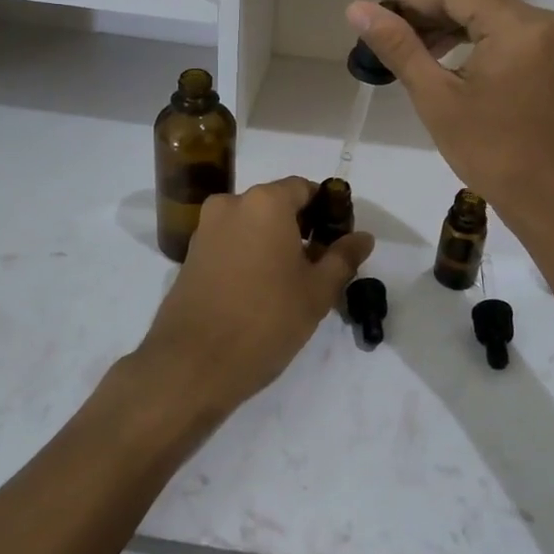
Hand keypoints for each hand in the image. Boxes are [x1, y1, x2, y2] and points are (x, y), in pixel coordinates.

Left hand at [135, 176, 373, 419]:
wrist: (192, 364)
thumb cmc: (265, 320)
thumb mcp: (317, 291)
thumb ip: (343, 258)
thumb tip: (363, 237)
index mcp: (265, 202)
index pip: (305, 189)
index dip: (327, 210)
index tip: (340, 240)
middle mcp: (231, 204)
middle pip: (277, 205)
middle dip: (301, 228)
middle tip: (321, 265)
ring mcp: (206, 229)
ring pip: (252, 225)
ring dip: (275, 243)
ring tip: (292, 283)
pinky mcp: (191, 255)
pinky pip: (231, 243)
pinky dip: (250, 255)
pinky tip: (261, 291)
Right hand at [347, 0, 553, 232]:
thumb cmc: (492, 151)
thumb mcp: (437, 97)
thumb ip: (399, 47)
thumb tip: (357, 8)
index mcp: (518, 25)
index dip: (409, 2)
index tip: (375, 23)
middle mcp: (542, 20)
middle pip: (473, 0)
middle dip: (427, 16)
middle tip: (386, 41)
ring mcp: (552, 40)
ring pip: (489, 17)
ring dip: (448, 29)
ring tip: (410, 54)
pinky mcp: (553, 59)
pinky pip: (506, 35)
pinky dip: (473, 42)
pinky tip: (445, 63)